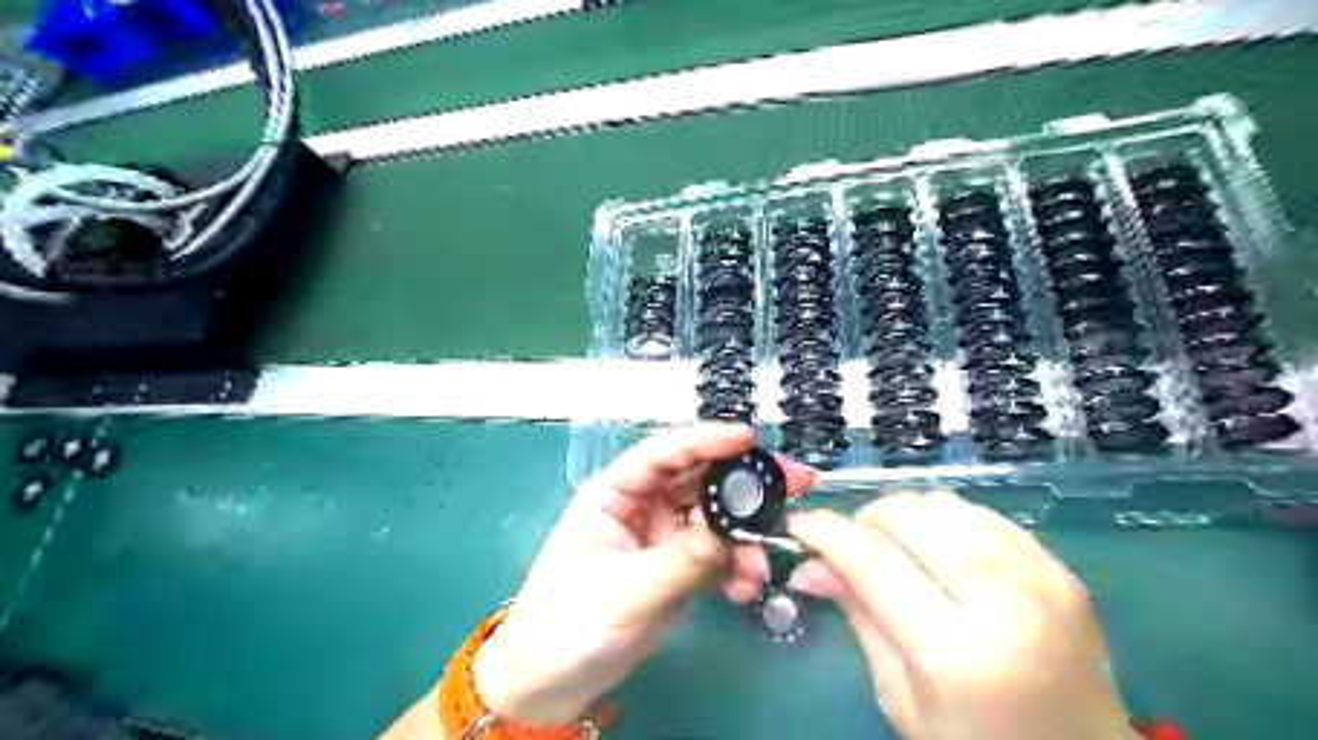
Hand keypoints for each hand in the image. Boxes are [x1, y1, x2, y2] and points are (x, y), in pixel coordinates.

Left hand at [477, 424, 813, 724]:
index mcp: (615, 494)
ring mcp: (663, 536)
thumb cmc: (570, 624)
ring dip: (745, 532)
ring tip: (766, 555)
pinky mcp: (679, 566)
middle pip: (698, 479)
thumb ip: (680, 562)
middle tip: (794, 481)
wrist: (554, 682)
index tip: (748, 438)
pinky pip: (717, 554)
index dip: (705, 440)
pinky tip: (746, 585)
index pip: (663, 453)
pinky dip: (736, 564)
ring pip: (714, 517)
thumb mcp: (625, 591)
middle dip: (744, 481)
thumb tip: (729, 536)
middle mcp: (643, 505)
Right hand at [785, 492, 1138, 738]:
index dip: (827, 533)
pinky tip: (936, 546)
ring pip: (945, 506)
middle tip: (848, 544)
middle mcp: (1004, 602)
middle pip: (910, 519)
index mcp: (958, 652)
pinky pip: (982, 515)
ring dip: (902, 514)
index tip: (799, 525)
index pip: (874, 562)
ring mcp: (1041, 579)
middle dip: (864, 518)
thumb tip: (808, 565)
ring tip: (890, 543)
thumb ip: (859, 617)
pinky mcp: (1059, 569)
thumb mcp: (901, 697)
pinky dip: (943, 519)